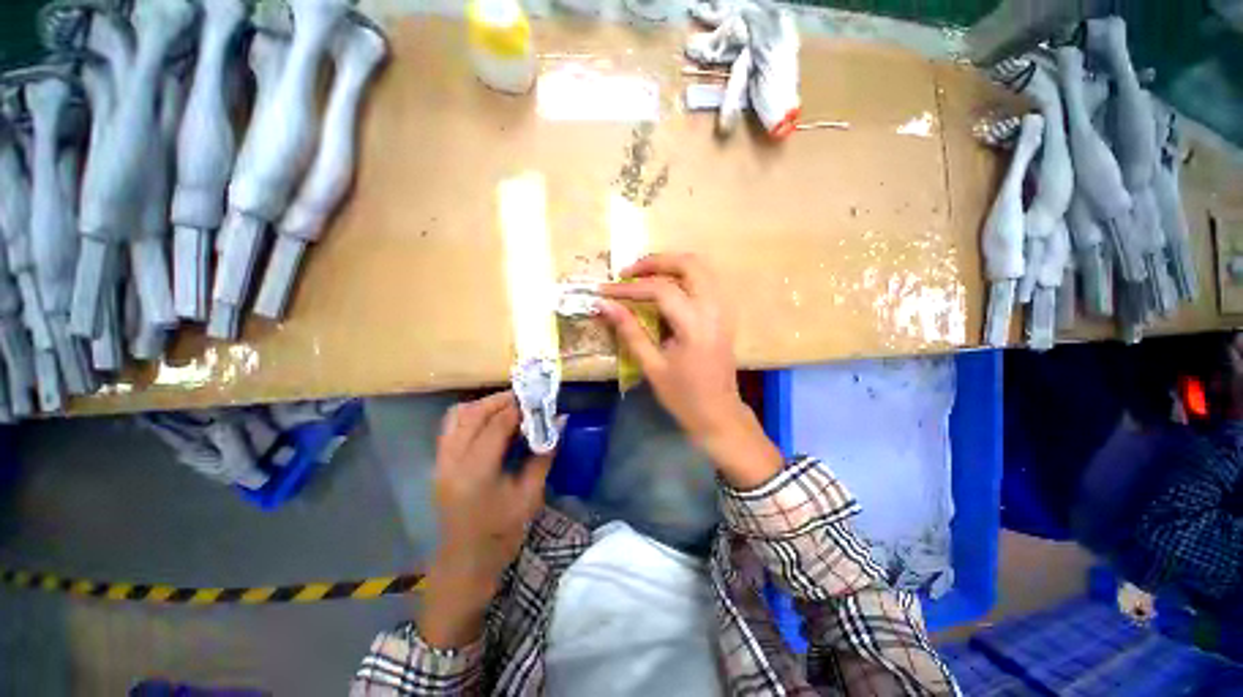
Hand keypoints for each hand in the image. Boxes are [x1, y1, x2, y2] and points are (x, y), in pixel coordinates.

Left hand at [420, 391, 551, 647]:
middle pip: (472, 413)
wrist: (466, 563)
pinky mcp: (439, 464)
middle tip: (525, 399)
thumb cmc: (502, 533)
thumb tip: (560, 421)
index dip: (519, 407)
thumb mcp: (530, 495)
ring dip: (484, 405)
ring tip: (509, 406)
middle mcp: (451, 461)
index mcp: (475, 473)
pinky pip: (451, 427)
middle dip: (500, 400)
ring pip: (457, 416)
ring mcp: (440, 462)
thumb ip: (544, 454)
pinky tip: (490, 421)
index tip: (538, 400)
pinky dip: (471, 415)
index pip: (496, 425)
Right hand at [599, 253, 781, 488]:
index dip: (629, 288)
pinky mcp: (724, 314)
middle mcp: (714, 309)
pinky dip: (682, 276)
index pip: (660, 291)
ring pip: (700, 268)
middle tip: (628, 273)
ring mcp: (723, 309)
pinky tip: (665, 288)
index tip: (604, 290)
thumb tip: (604, 306)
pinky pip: (705, 281)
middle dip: (655, 262)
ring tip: (642, 277)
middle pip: (688, 264)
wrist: (719, 414)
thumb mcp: (652, 366)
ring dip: (670, 266)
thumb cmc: (684, 396)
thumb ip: (629, 331)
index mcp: (695, 325)